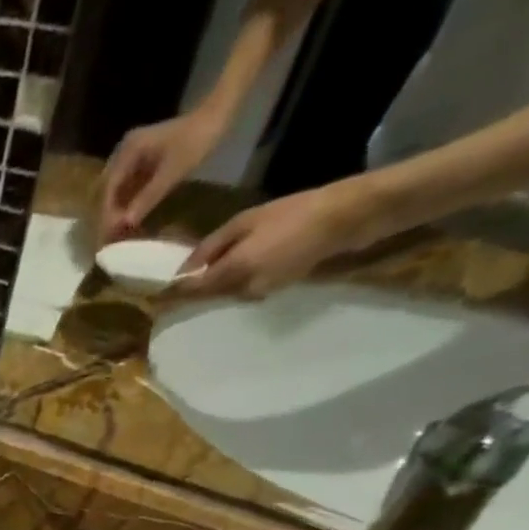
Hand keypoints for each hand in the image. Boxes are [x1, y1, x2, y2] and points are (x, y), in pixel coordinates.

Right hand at [98, 109, 226, 243]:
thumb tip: (124, 224)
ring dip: (117, 210)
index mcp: (128, 151)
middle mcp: (124, 153)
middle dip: (109, 214)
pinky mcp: (142, 161)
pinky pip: (128, 186)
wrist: (218, 115)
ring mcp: (133, 156)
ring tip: (119, 232)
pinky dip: (128, 203)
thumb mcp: (172, 172)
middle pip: (108, 190)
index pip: (108, 188)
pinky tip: (131, 218)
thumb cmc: (196, 141)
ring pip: (117, 190)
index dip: (107, 213)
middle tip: (111, 238)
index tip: (109, 235)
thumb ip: (147, 198)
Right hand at [174, 179, 385, 299]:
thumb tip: (176, 291)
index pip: (195, 259)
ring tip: (229, 312)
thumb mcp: (245, 261)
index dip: (183, 280)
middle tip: (199, 314)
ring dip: (236, 288)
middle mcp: (248, 231)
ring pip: (243, 269)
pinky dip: (262, 284)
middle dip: (208, 286)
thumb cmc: (294, 236)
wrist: (356, 215)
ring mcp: (274, 237)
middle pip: (218, 264)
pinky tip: (262, 297)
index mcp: (231, 229)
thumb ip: (210, 278)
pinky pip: (268, 270)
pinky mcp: (298, 244)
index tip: (171, 305)